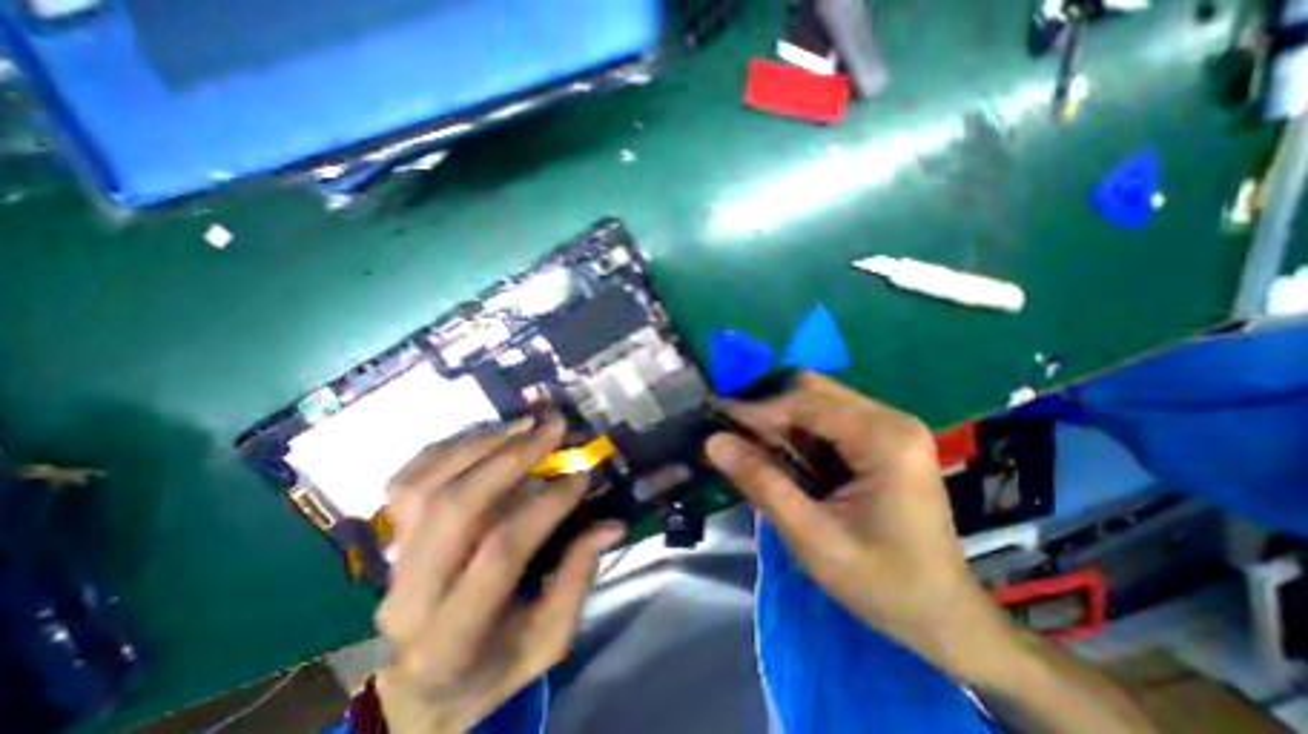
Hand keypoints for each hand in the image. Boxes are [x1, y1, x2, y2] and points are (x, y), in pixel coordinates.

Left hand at [374, 417, 627, 729]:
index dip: (547, 505)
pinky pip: (407, 480)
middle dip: (511, 457)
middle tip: (552, 429)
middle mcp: (410, 595)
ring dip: (480, 444)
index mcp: (453, 638)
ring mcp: (390, 563)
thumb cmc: (492, 668)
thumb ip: (577, 580)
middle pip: (455, 507)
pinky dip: (448, 448)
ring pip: (426, 485)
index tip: (583, 475)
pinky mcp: (388, 540)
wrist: (418, 690)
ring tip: (523, 425)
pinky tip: (486, 436)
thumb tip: (611, 525)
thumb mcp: (546, 641)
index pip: (501, 551)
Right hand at [704, 377, 1019, 683]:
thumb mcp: (813, 538)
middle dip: (767, 411)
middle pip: (811, 391)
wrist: (942, 615)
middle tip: (733, 435)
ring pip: (815, 402)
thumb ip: (762, 484)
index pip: (804, 402)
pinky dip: (796, 434)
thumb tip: (713, 442)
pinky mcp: (880, 438)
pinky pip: (825, 420)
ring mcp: (888, 426)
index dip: (755, 409)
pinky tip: (780, 456)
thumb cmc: (882, 583)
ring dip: (780, 422)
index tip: (715, 417)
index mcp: (885, 438)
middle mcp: (890, 419)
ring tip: (750, 447)